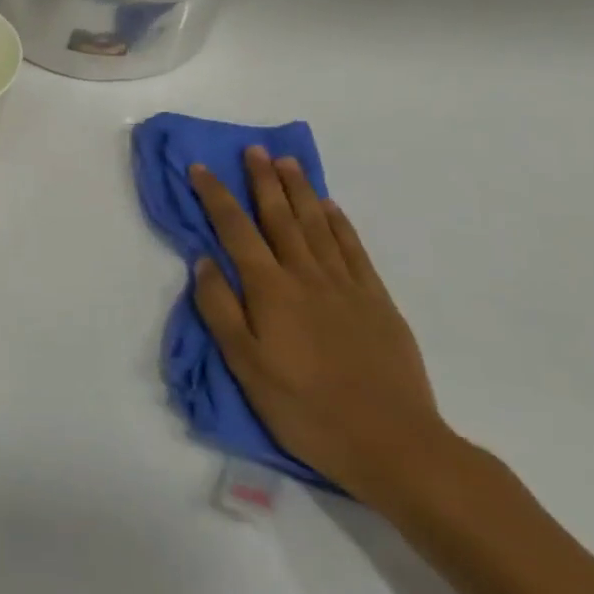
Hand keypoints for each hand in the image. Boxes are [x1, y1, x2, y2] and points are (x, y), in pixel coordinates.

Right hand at [189, 147, 452, 503]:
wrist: (394, 444)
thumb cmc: (305, 408)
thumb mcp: (245, 366)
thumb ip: (220, 309)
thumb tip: (204, 260)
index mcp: (269, 290)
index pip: (235, 230)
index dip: (215, 196)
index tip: (200, 168)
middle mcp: (305, 275)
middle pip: (279, 216)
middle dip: (262, 180)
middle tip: (253, 149)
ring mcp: (346, 286)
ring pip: (317, 225)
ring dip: (299, 190)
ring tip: (287, 163)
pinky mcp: (377, 301)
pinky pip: (353, 249)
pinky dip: (339, 223)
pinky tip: (330, 208)